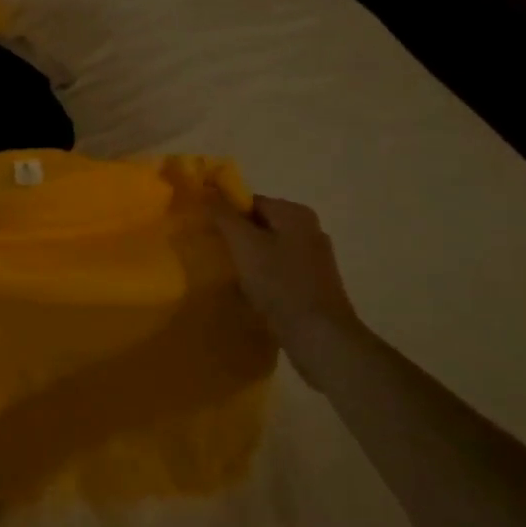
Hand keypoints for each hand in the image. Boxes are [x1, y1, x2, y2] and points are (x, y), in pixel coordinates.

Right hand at [211, 194, 364, 390]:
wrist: (320, 337)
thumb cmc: (280, 284)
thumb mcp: (244, 244)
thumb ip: (223, 215)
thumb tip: (206, 189)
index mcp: (295, 214)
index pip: (251, 201)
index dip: (225, 214)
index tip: (206, 232)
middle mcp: (309, 230)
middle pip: (261, 225)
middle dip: (236, 238)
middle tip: (213, 254)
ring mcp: (315, 259)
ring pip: (269, 250)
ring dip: (248, 260)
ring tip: (228, 275)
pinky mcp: (314, 285)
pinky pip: (280, 272)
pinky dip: (263, 278)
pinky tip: (250, 293)